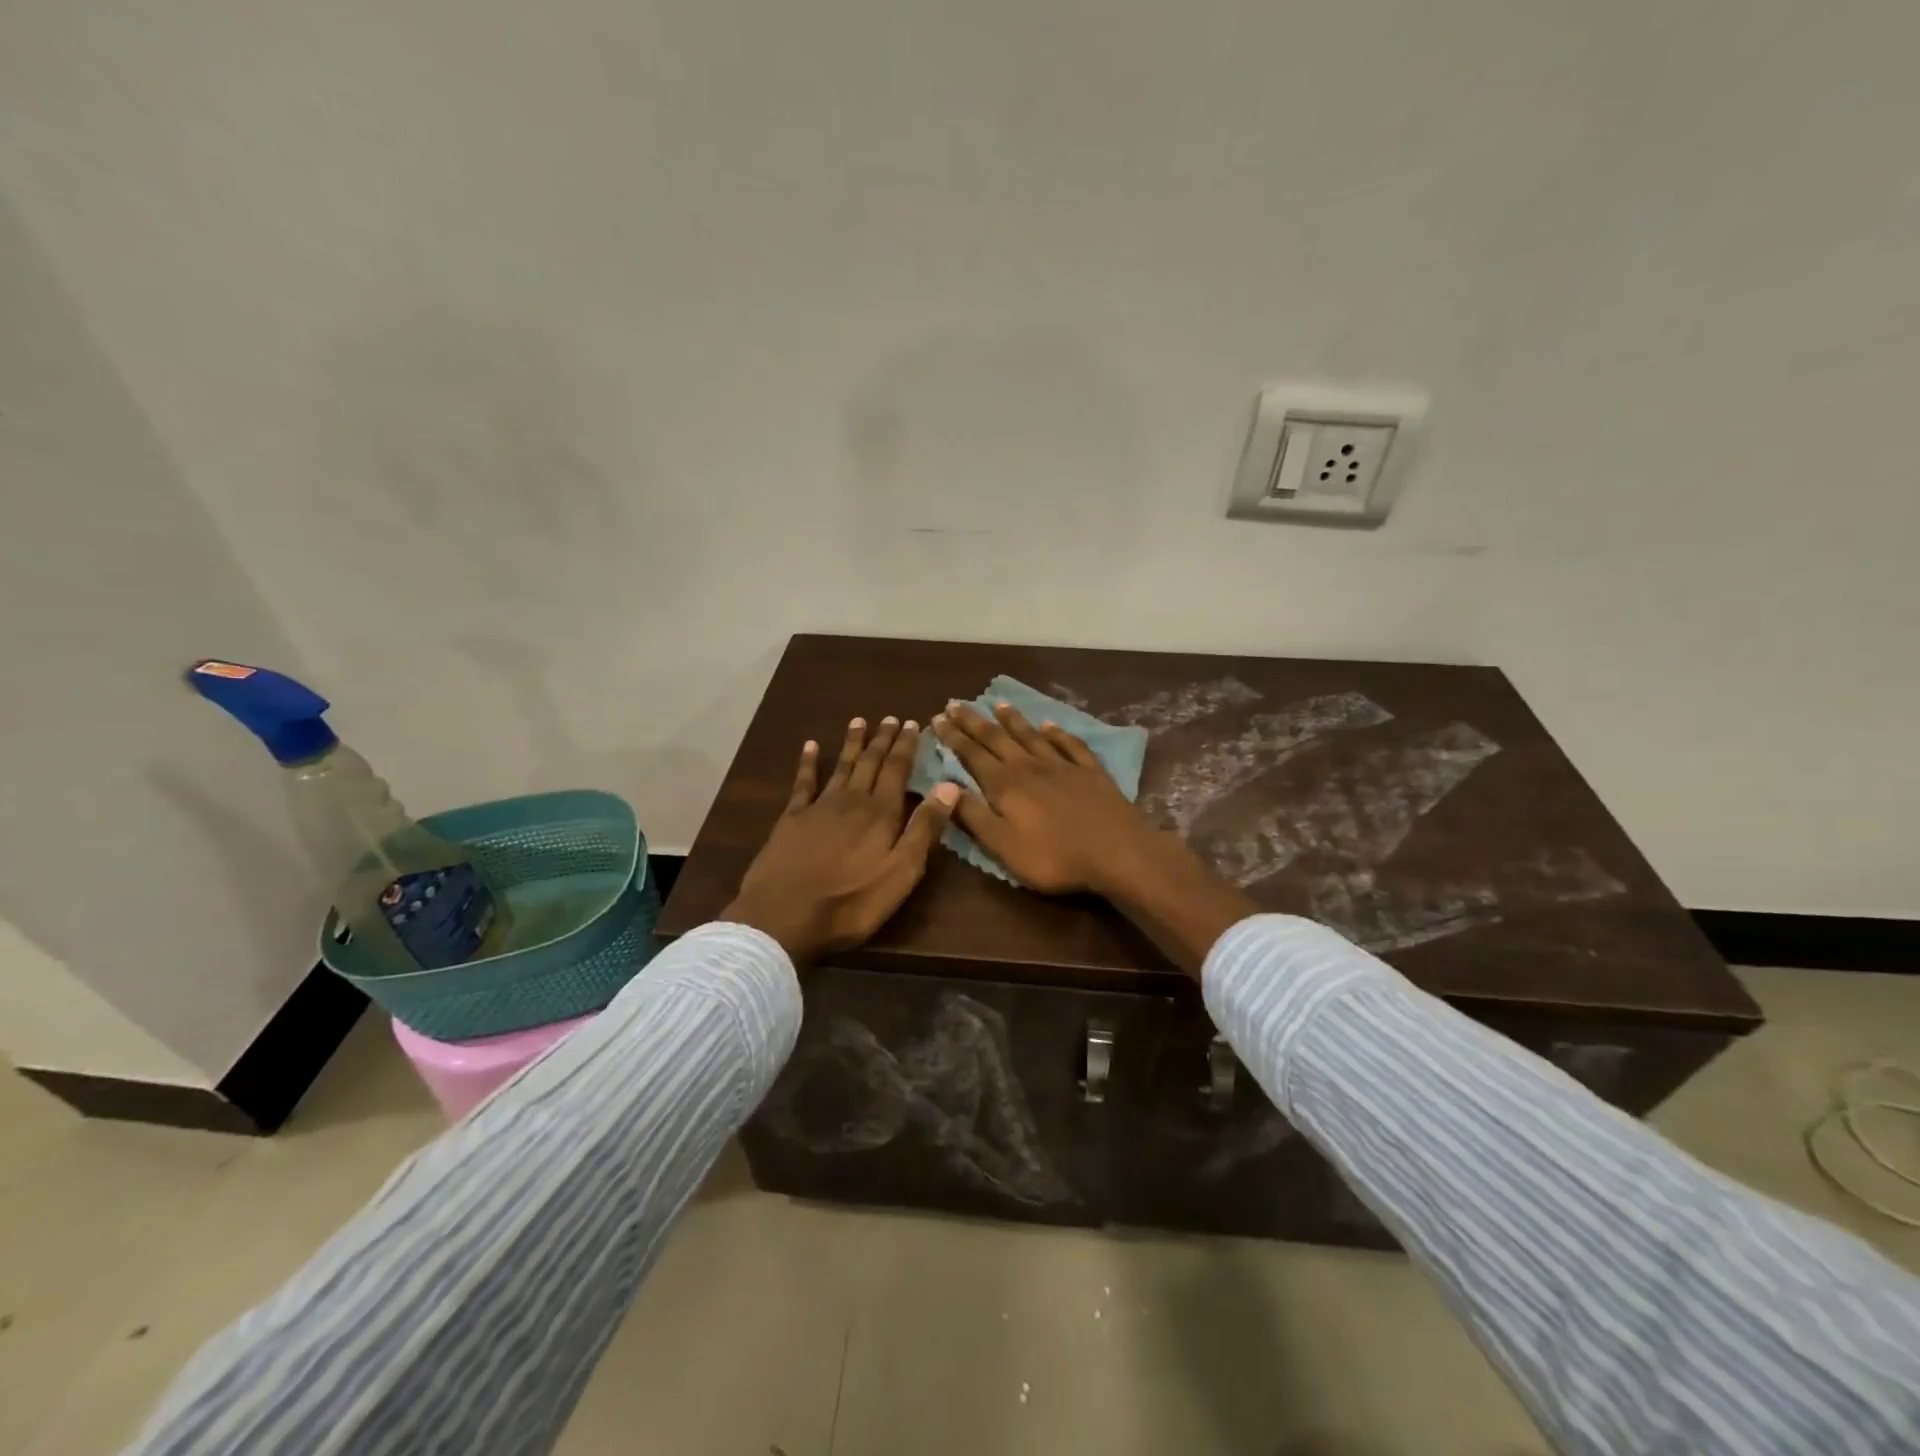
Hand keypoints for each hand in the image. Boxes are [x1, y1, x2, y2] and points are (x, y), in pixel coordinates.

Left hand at [723, 717, 958, 964]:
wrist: (784, 915)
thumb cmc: (852, 902)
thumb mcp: (901, 872)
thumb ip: (924, 828)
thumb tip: (949, 786)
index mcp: (881, 813)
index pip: (897, 771)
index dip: (906, 746)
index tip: (912, 723)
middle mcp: (852, 801)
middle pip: (870, 763)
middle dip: (882, 740)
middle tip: (890, 717)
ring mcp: (819, 807)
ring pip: (841, 766)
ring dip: (852, 744)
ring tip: (859, 721)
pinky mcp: (792, 819)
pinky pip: (803, 783)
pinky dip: (809, 762)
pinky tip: (811, 746)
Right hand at [930, 701, 1160, 894]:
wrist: (1117, 851)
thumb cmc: (1054, 856)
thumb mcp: (1003, 846)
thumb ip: (973, 815)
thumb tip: (944, 785)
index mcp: (1005, 785)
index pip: (972, 754)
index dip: (953, 737)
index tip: (937, 718)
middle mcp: (1030, 766)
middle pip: (997, 738)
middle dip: (974, 721)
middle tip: (956, 703)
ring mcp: (1062, 765)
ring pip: (1031, 735)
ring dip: (1013, 719)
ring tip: (999, 704)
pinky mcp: (1090, 771)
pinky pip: (1069, 744)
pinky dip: (1057, 732)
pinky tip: (1050, 725)